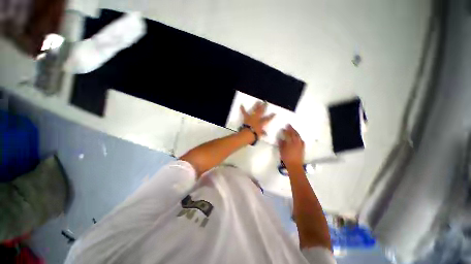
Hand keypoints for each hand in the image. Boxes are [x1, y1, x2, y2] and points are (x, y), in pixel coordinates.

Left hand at [240, 101, 274, 137]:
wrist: (248, 133)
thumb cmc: (254, 135)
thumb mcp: (259, 135)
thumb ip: (262, 133)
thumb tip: (265, 134)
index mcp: (262, 123)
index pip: (268, 119)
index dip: (271, 116)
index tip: (274, 113)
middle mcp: (257, 118)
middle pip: (261, 111)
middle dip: (264, 107)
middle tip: (265, 103)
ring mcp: (252, 117)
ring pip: (255, 110)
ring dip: (256, 105)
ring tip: (258, 101)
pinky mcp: (246, 117)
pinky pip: (244, 112)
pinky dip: (242, 109)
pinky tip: (241, 105)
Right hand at [279, 125, 304, 167]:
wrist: (295, 165)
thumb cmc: (287, 158)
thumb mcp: (282, 150)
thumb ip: (281, 143)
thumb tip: (280, 138)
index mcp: (291, 142)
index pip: (288, 134)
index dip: (285, 131)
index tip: (283, 128)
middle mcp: (297, 142)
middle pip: (294, 133)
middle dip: (291, 129)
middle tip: (288, 125)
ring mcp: (300, 144)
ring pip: (298, 136)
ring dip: (295, 132)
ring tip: (293, 130)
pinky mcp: (302, 147)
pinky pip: (300, 139)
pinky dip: (298, 137)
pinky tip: (297, 137)